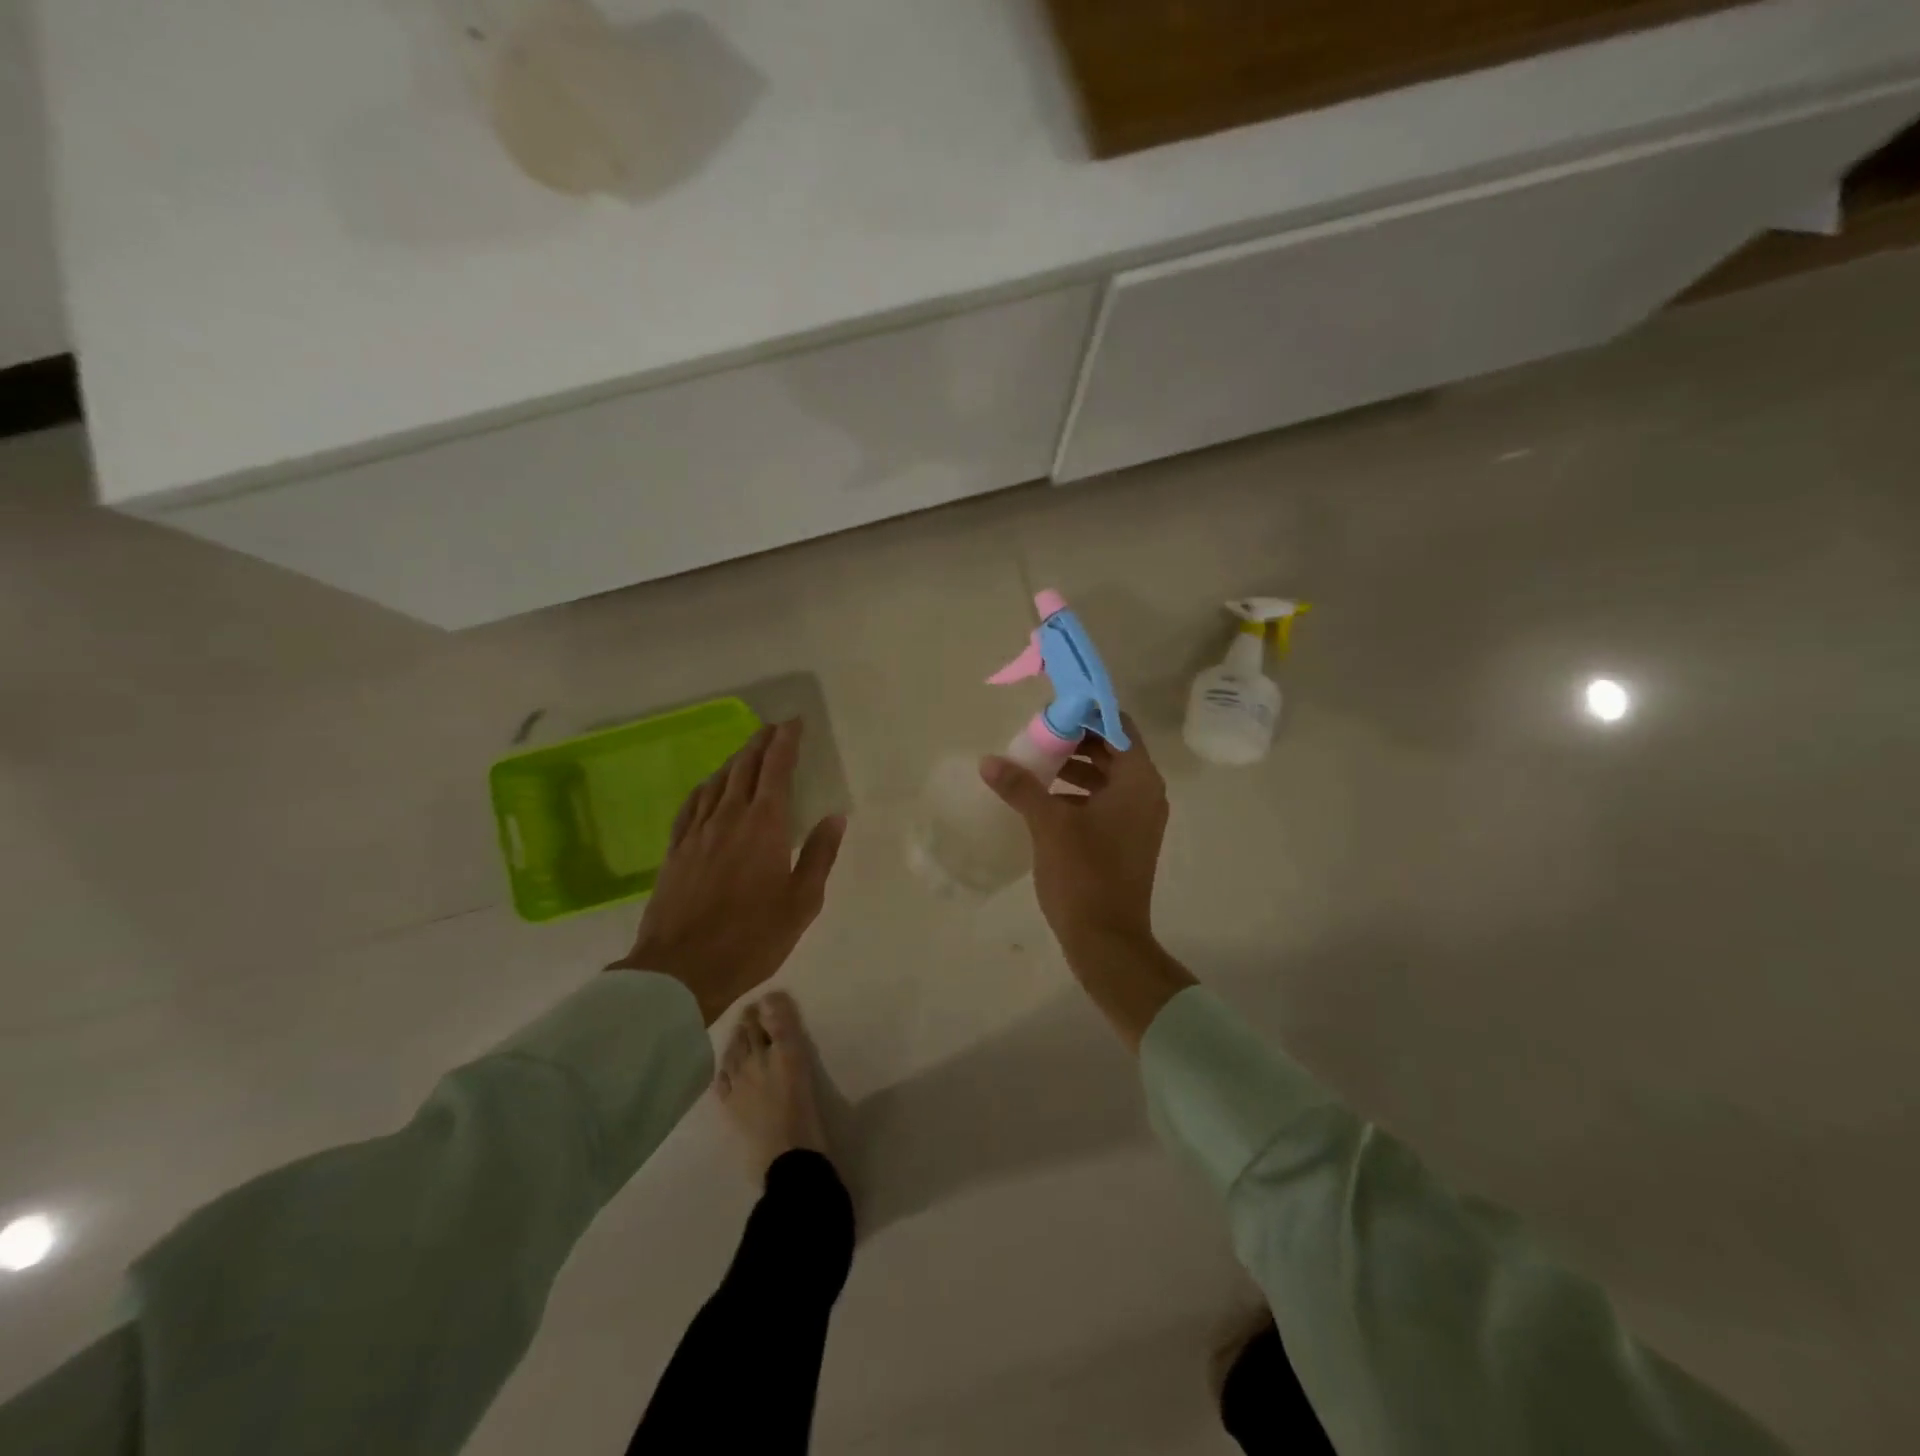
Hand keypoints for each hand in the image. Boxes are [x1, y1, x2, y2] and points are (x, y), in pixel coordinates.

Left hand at [610, 720, 845, 1024]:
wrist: (680, 969)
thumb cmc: (752, 938)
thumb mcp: (801, 902)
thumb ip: (818, 855)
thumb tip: (835, 817)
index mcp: (764, 826)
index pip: (776, 770)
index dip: (786, 742)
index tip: (794, 723)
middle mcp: (729, 818)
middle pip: (745, 767)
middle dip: (761, 743)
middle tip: (774, 727)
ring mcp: (697, 833)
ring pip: (717, 782)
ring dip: (735, 760)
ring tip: (747, 750)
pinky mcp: (675, 850)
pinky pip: (692, 805)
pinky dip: (706, 787)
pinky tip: (709, 786)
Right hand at [979, 714, 1167, 956]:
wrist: (1107, 939)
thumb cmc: (1084, 875)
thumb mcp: (1049, 825)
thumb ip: (1020, 787)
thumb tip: (989, 760)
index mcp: (1138, 780)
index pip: (1116, 725)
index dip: (1086, 712)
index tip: (1052, 709)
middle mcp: (1146, 793)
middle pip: (1111, 748)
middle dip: (1075, 739)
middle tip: (1037, 734)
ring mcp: (1138, 818)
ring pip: (1106, 775)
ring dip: (1074, 765)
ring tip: (1035, 763)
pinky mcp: (1126, 838)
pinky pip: (1104, 800)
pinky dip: (1078, 792)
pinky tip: (1044, 797)